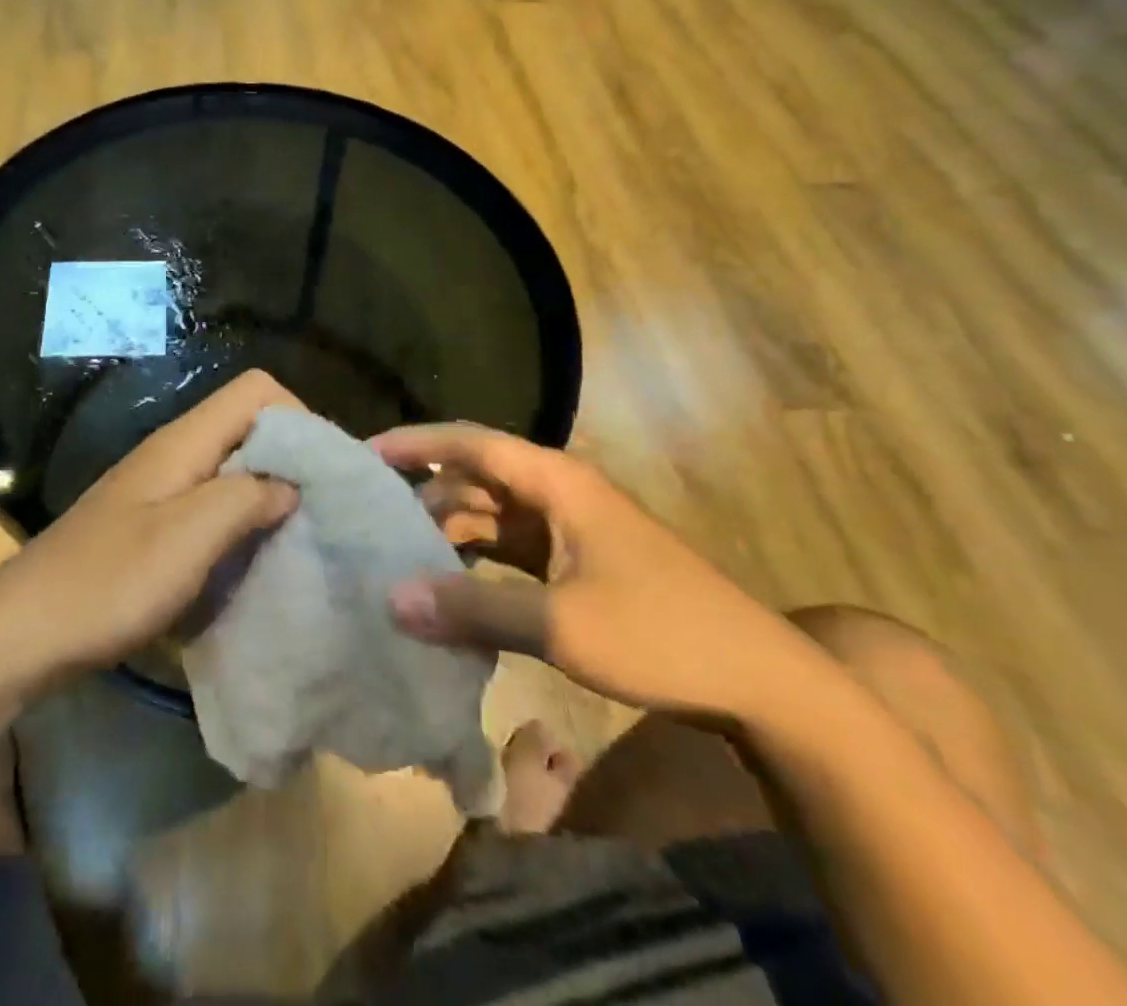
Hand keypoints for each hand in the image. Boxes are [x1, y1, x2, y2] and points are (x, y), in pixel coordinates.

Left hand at [0, 371, 300, 672]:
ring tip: (297, 536)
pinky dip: (239, 521)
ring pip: (231, 468)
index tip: (324, 471)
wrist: (24, 631)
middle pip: (247, 426)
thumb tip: (292, 485)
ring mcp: (160, 488)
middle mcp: (174, 453)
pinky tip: (251, 559)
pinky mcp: (151, 523)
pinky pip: (210, 504)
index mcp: (183, 442)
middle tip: (322, 510)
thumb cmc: (109, 582)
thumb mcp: (188, 538)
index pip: (255, 390)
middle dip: (290, 459)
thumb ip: (245, 498)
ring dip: (267, 493)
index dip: (298, 416)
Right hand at [372, 425, 813, 722]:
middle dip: (424, 495)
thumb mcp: (561, 624)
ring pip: (491, 514)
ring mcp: (569, 528)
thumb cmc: (661, 634)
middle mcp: (558, 492)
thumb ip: (473, 608)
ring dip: (448, 531)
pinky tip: (447, 586)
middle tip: (370, 520)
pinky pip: (509, 547)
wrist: (761, 683)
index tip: (364, 454)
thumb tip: (391, 600)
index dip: (417, 444)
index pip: (471, 443)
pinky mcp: (576, 562)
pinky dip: (475, 560)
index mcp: (557, 482)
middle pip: (476, 477)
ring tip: (397, 555)